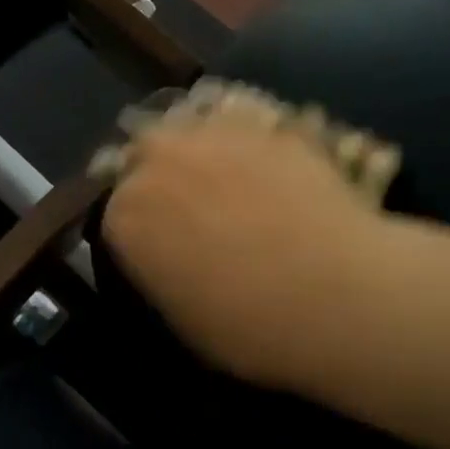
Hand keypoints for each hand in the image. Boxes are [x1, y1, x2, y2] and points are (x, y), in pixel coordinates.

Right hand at [99, 81, 399, 397]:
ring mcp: (213, 135)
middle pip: (144, 152)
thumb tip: (171, 255)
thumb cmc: (246, 325)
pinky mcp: (267, 125)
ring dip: (199, 146)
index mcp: (126, 215)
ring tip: (227, 173)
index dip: (140, 225)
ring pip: (190, 126)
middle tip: (190, 201)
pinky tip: (270, 164)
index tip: (161, 242)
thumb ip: (162, 269)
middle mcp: (158, 162)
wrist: (333, 294)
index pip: (116, 210)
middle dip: (159, 170)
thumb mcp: (182, 314)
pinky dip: (249, 139)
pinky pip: (244, 122)